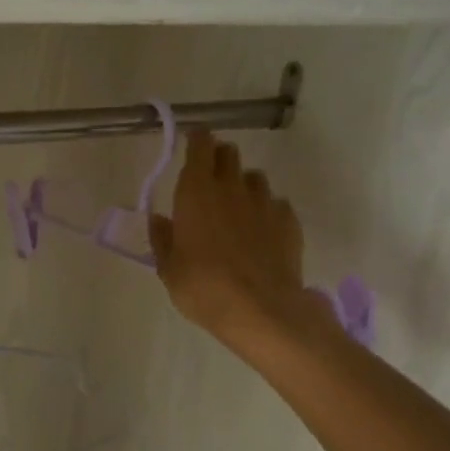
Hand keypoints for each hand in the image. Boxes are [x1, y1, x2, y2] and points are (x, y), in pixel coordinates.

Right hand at [149, 129, 326, 350]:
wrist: (261, 310)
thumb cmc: (203, 287)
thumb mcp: (169, 269)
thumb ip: (163, 239)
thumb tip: (160, 220)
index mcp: (196, 191)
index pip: (200, 145)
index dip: (197, 140)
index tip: (192, 145)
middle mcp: (231, 187)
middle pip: (228, 153)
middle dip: (219, 159)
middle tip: (210, 181)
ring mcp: (264, 201)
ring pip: (254, 178)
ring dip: (244, 186)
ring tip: (238, 211)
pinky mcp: (289, 220)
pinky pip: (276, 204)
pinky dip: (267, 212)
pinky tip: (262, 234)